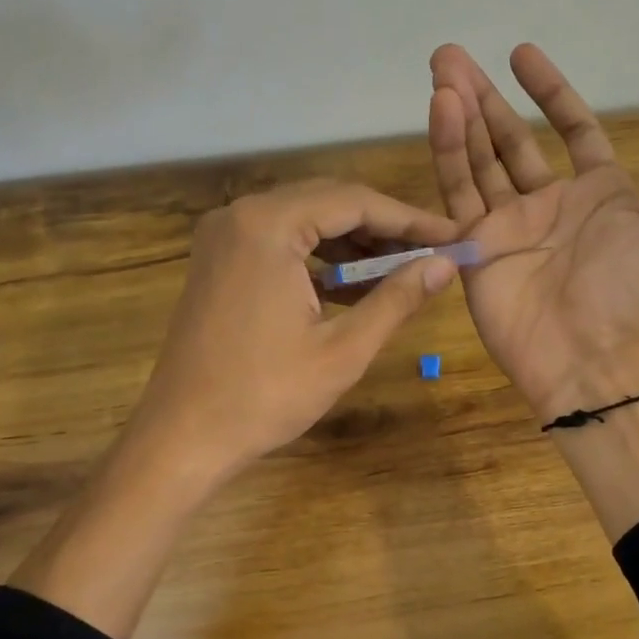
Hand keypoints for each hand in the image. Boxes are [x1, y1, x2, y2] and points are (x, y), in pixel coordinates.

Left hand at [128, 178, 460, 487]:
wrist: (184, 436)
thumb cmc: (266, 396)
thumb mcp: (343, 350)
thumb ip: (397, 299)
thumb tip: (447, 265)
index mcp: (268, 225)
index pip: (355, 202)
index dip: (410, 220)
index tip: (453, 237)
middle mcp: (239, 215)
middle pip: (328, 202)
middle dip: (383, 228)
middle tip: (433, 253)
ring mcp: (222, 238)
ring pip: (304, 222)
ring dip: (352, 244)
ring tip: (401, 271)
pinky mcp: (217, 262)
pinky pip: (279, 244)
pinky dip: (319, 260)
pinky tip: (353, 286)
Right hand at [427, 43, 638, 419]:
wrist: (596, 358)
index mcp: (598, 194)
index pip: (570, 130)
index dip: (549, 92)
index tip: (521, 54)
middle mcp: (549, 206)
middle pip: (512, 141)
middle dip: (485, 99)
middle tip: (452, 56)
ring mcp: (508, 228)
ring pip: (478, 161)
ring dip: (459, 117)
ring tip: (440, 72)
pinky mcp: (475, 250)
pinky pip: (459, 194)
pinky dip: (449, 152)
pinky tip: (441, 111)